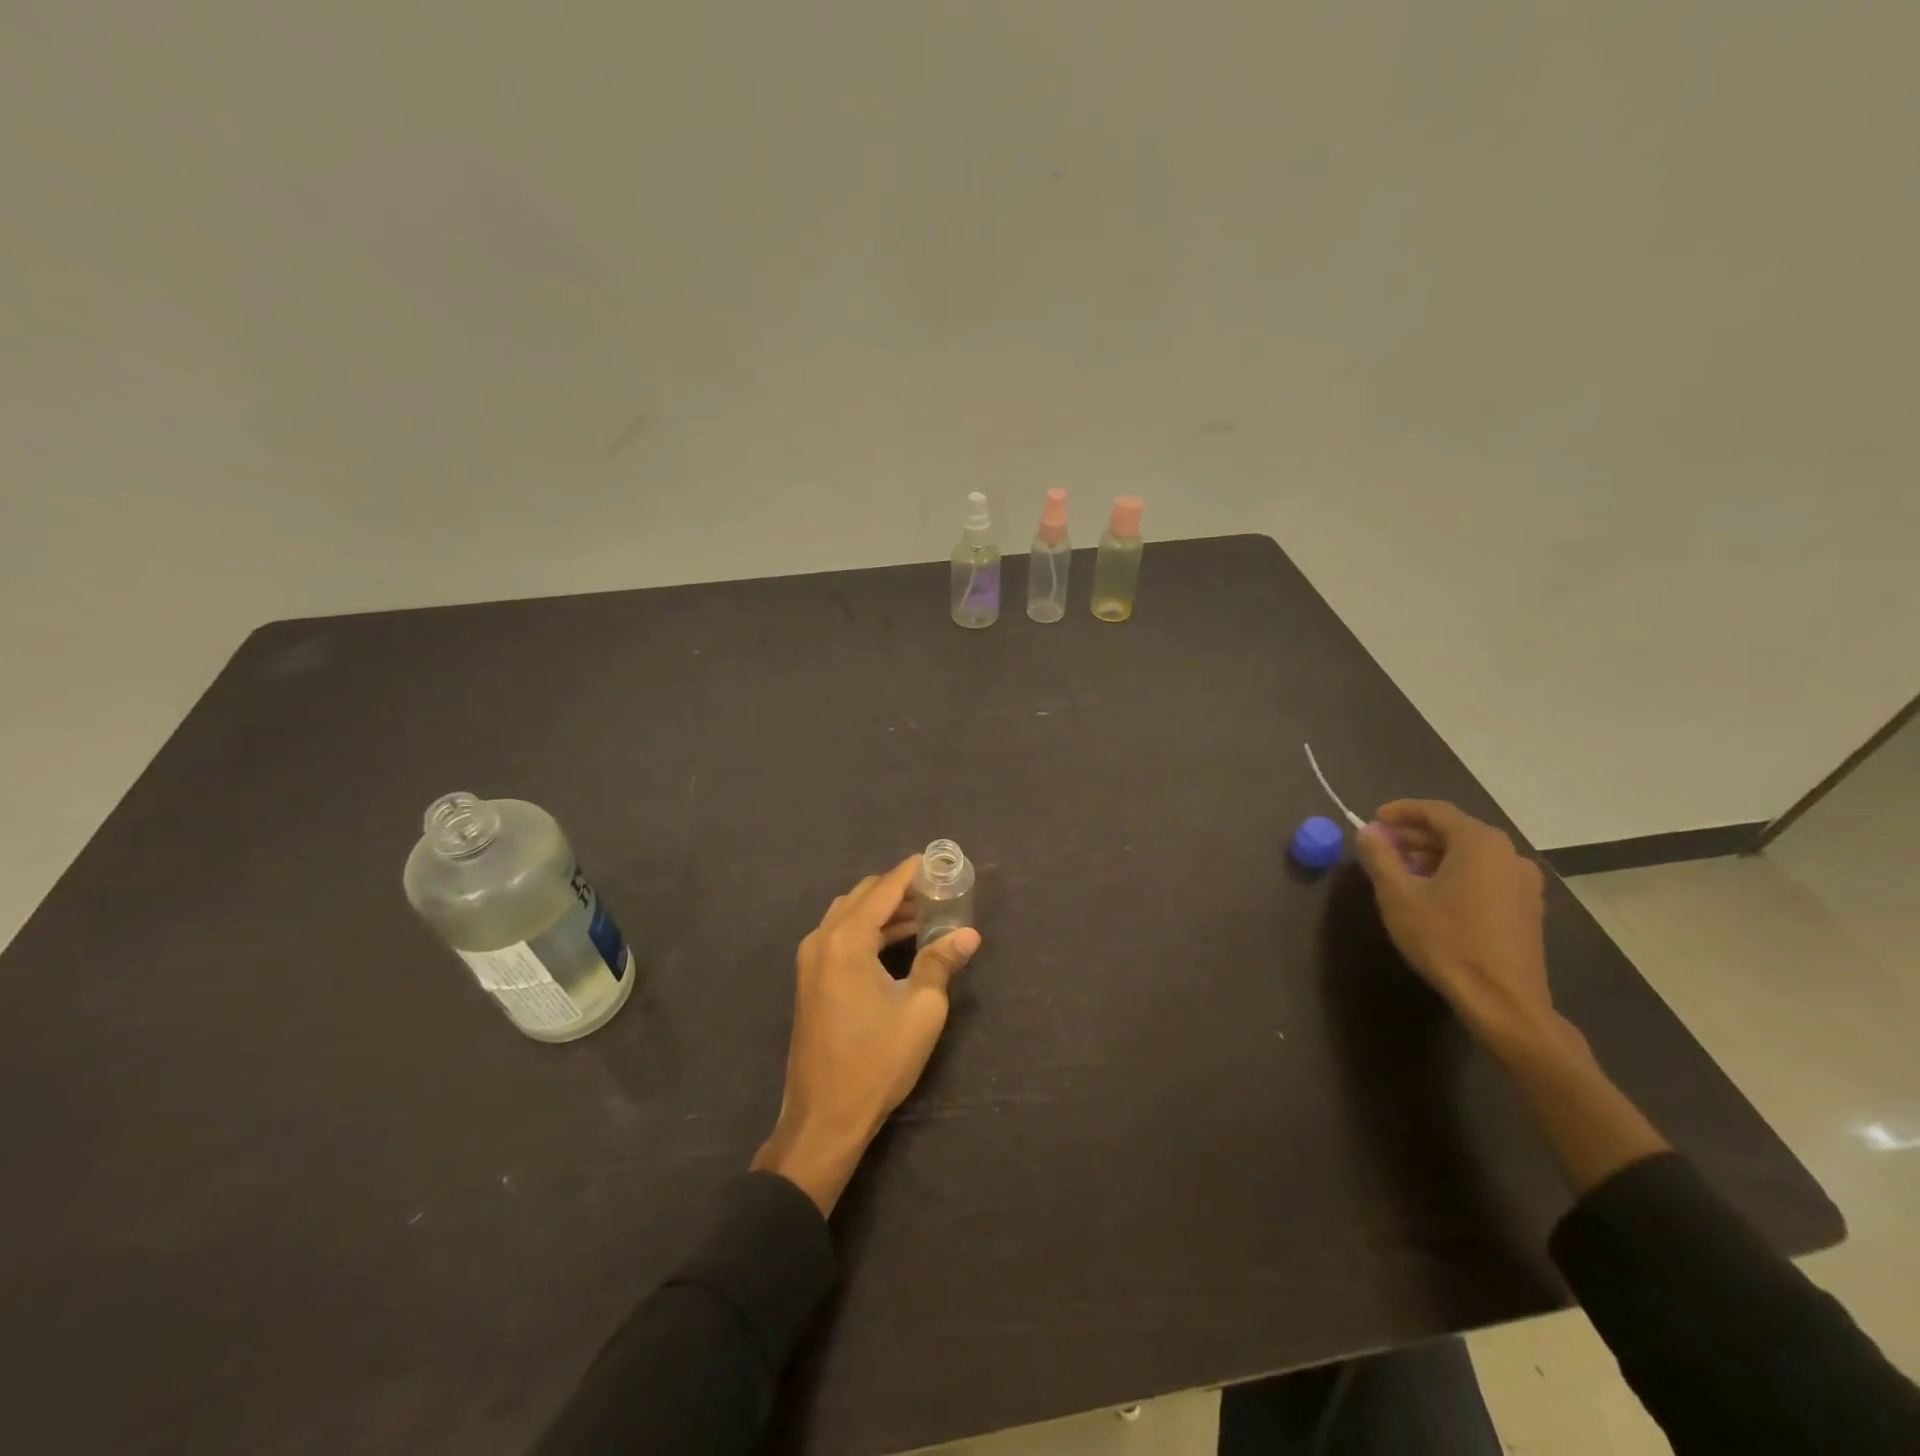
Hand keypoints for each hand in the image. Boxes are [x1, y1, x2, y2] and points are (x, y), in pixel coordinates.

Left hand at [752, 856, 980, 1215]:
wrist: (824, 1118)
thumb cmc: (876, 1061)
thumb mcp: (920, 1010)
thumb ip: (941, 962)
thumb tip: (969, 934)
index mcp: (846, 940)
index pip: (884, 889)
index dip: (912, 872)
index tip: (938, 862)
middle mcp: (822, 939)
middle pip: (863, 896)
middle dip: (899, 889)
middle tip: (937, 893)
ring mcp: (810, 960)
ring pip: (849, 915)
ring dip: (883, 910)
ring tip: (924, 915)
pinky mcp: (810, 980)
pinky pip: (840, 936)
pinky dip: (868, 930)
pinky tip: (897, 943)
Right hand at [1353, 800, 1552, 1051]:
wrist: (1503, 1001)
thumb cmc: (1445, 939)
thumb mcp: (1398, 895)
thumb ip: (1380, 857)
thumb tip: (1367, 832)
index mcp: (1481, 843)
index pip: (1436, 811)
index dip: (1401, 811)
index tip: (1373, 819)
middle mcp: (1509, 855)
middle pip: (1455, 832)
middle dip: (1414, 835)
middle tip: (1381, 846)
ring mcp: (1524, 884)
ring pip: (1470, 856)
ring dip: (1433, 856)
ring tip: (1400, 870)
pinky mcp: (1526, 910)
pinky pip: (1485, 877)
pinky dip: (1455, 874)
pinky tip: (1432, 894)